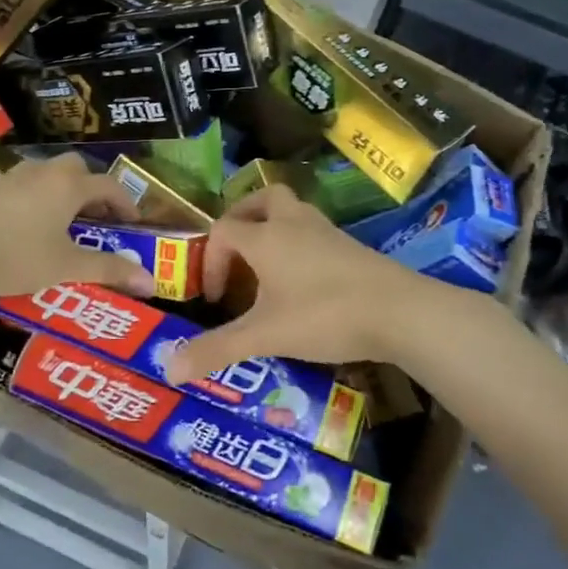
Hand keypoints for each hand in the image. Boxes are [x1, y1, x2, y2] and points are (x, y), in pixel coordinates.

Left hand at [0, 154, 159, 302]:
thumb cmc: (18, 257)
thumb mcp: (67, 267)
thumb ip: (109, 270)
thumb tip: (150, 282)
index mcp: (67, 187)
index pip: (107, 186)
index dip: (124, 202)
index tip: (133, 222)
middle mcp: (39, 173)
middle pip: (74, 167)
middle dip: (89, 186)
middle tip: (95, 214)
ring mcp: (5, 179)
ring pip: (38, 172)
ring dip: (52, 187)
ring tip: (54, 215)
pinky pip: (0, 186)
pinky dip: (10, 196)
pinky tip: (5, 213)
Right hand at [165, 187, 443, 380]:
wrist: (400, 311)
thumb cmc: (324, 315)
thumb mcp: (265, 336)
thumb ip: (217, 350)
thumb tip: (168, 369)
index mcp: (265, 238)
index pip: (224, 230)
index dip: (212, 260)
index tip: (217, 299)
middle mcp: (293, 224)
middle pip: (263, 199)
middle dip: (243, 218)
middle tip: (236, 249)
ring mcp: (327, 232)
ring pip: (293, 211)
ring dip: (274, 228)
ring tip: (267, 263)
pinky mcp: (352, 247)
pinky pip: (315, 232)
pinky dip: (300, 244)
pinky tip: (304, 279)